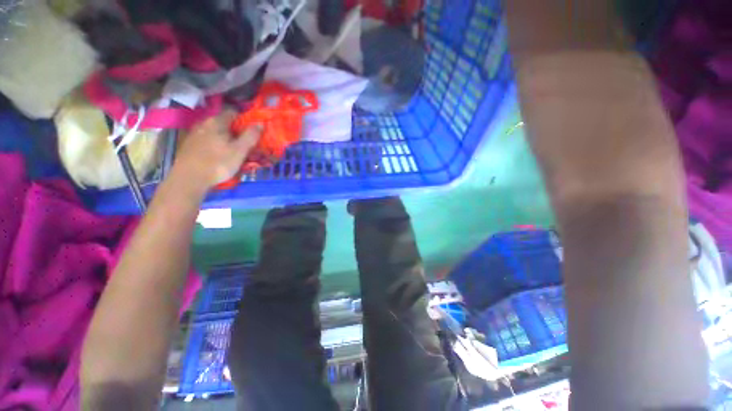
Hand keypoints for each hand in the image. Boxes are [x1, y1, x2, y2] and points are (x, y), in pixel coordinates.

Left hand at [174, 110, 261, 190]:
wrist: (189, 178)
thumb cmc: (218, 163)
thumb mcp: (239, 151)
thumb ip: (250, 136)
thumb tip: (260, 123)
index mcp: (217, 122)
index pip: (233, 113)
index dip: (245, 120)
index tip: (252, 131)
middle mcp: (204, 123)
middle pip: (224, 123)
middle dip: (235, 131)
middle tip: (244, 144)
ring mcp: (194, 134)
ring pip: (215, 132)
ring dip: (225, 138)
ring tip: (232, 151)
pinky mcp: (189, 145)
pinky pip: (207, 140)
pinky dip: (215, 144)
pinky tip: (218, 156)